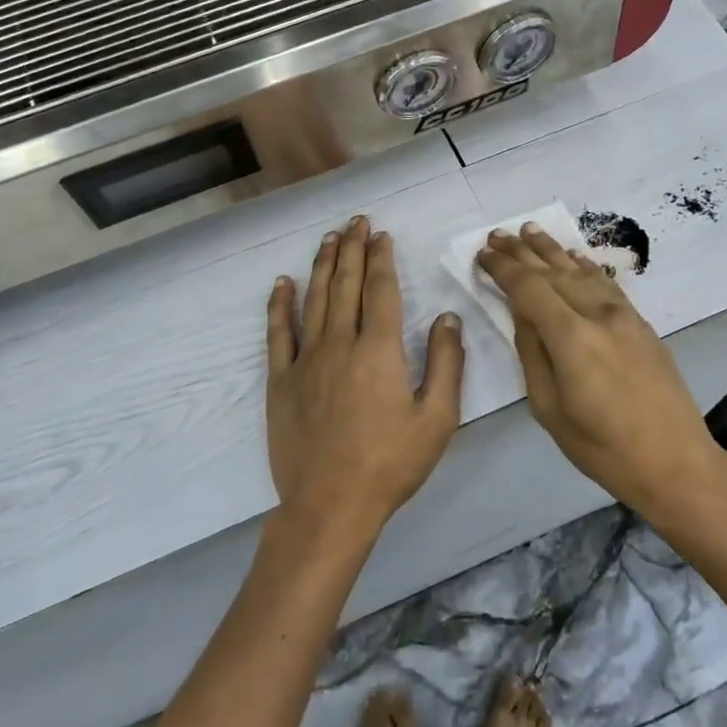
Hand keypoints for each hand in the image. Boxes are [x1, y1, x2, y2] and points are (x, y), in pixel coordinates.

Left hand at [266, 216, 465, 539]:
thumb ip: (445, 363)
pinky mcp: (281, 379)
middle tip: (356, 222)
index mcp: (379, 350)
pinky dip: (280, 304)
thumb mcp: (436, 419)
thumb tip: (447, 317)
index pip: (380, 290)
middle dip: (353, 249)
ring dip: (323, 265)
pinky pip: (278, 332)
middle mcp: (339, 343)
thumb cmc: (390, 464)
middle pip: (346, 284)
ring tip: (329, 238)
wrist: (330, 505)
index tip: (382, 236)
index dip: (382, 259)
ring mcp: (306, 359)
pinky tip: (282, 283)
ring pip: (314, 299)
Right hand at [477, 224, 726, 522]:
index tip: (482, 254)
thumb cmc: (603, 448)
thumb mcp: (550, 410)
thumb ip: (532, 354)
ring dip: (552, 250)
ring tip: (529, 230)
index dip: (503, 268)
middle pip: (553, 272)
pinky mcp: (641, 323)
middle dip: (522, 252)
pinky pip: (606, 284)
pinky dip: (585, 266)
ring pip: (580, 271)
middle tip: (497, 235)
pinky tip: (573, 255)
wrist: (676, 463)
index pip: (529, 288)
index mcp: (571, 338)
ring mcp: (625, 316)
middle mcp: (598, 315)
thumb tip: (522, 316)